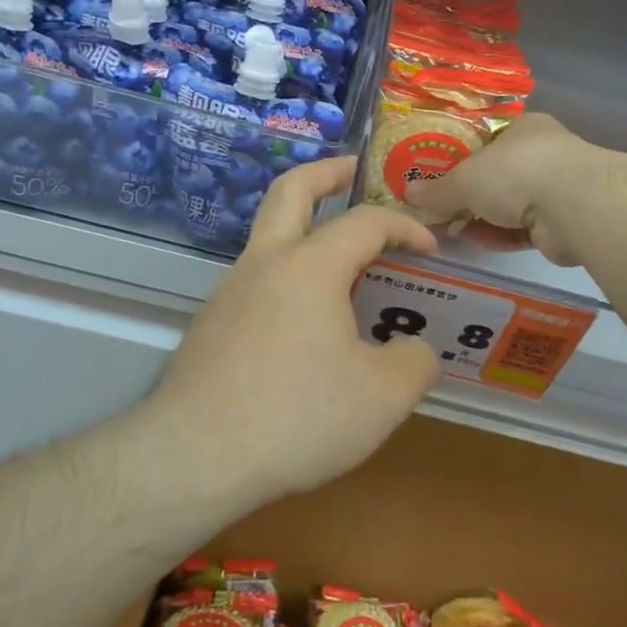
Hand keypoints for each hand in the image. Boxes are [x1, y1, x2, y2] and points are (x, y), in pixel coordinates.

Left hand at [148, 156, 441, 504]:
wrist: (196, 456)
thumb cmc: (297, 415)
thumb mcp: (383, 397)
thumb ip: (414, 362)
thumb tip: (412, 348)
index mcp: (310, 265)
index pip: (366, 222)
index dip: (404, 226)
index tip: (430, 247)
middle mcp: (265, 263)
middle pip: (291, 190)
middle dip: (327, 173)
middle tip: (354, 171)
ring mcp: (230, 291)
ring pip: (269, 236)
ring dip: (305, 229)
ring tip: (342, 263)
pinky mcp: (212, 324)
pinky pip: (257, 281)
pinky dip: (288, 276)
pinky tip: (306, 323)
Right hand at [403, 113, 602, 266]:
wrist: (573, 207)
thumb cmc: (515, 172)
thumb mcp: (465, 178)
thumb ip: (437, 189)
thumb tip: (408, 193)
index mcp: (523, 128)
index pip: (487, 138)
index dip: (460, 156)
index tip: (437, 173)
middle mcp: (542, 154)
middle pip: (496, 174)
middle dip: (468, 194)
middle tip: (439, 207)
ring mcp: (556, 189)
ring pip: (509, 205)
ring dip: (482, 218)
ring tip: (450, 229)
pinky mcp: (561, 223)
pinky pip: (522, 230)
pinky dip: (500, 235)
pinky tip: (476, 242)